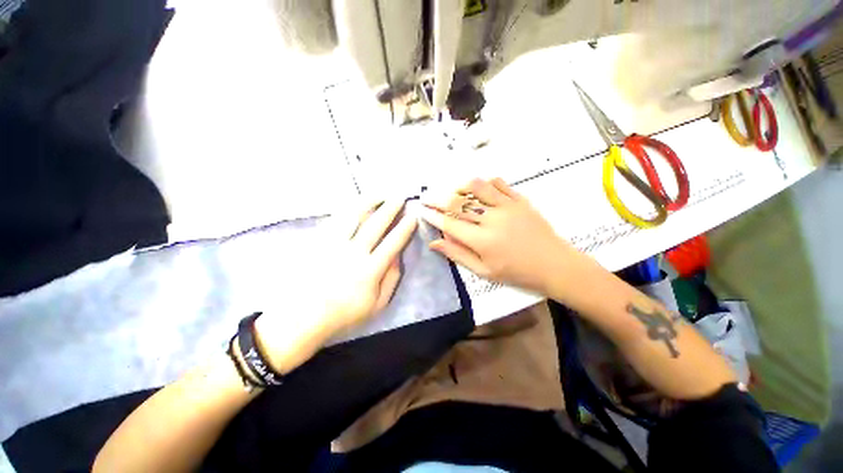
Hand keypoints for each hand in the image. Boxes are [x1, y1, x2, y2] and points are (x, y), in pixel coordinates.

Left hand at [255, 199, 417, 372]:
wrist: (303, 317)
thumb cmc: (344, 313)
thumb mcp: (377, 304)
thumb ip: (391, 279)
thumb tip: (398, 256)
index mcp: (370, 270)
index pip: (393, 242)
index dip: (405, 228)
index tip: (413, 216)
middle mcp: (353, 252)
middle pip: (376, 224)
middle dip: (390, 208)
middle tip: (400, 197)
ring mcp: (333, 244)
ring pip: (354, 216)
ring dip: (369, 202)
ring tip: (380, 194)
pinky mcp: (318, 242)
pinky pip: (335, 219)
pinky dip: (348, 208)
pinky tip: (355, 203)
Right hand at [421, 178, 575, 294]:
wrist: (554, 264)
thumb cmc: (517, 272)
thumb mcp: (484, 271)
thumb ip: (458, 254)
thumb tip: (434, 242)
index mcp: (482, 241)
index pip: (449, 224)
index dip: (433, 216)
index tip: (422, 211)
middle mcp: (492, 220)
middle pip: (458, 203)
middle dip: (437, 199)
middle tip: (426, 196)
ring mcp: (507, 206)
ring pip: (476, 187)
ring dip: (459, 187)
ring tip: (451, 191)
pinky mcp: (519, 200)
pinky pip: (498, 183)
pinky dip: (484, 183)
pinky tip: (478, 189)